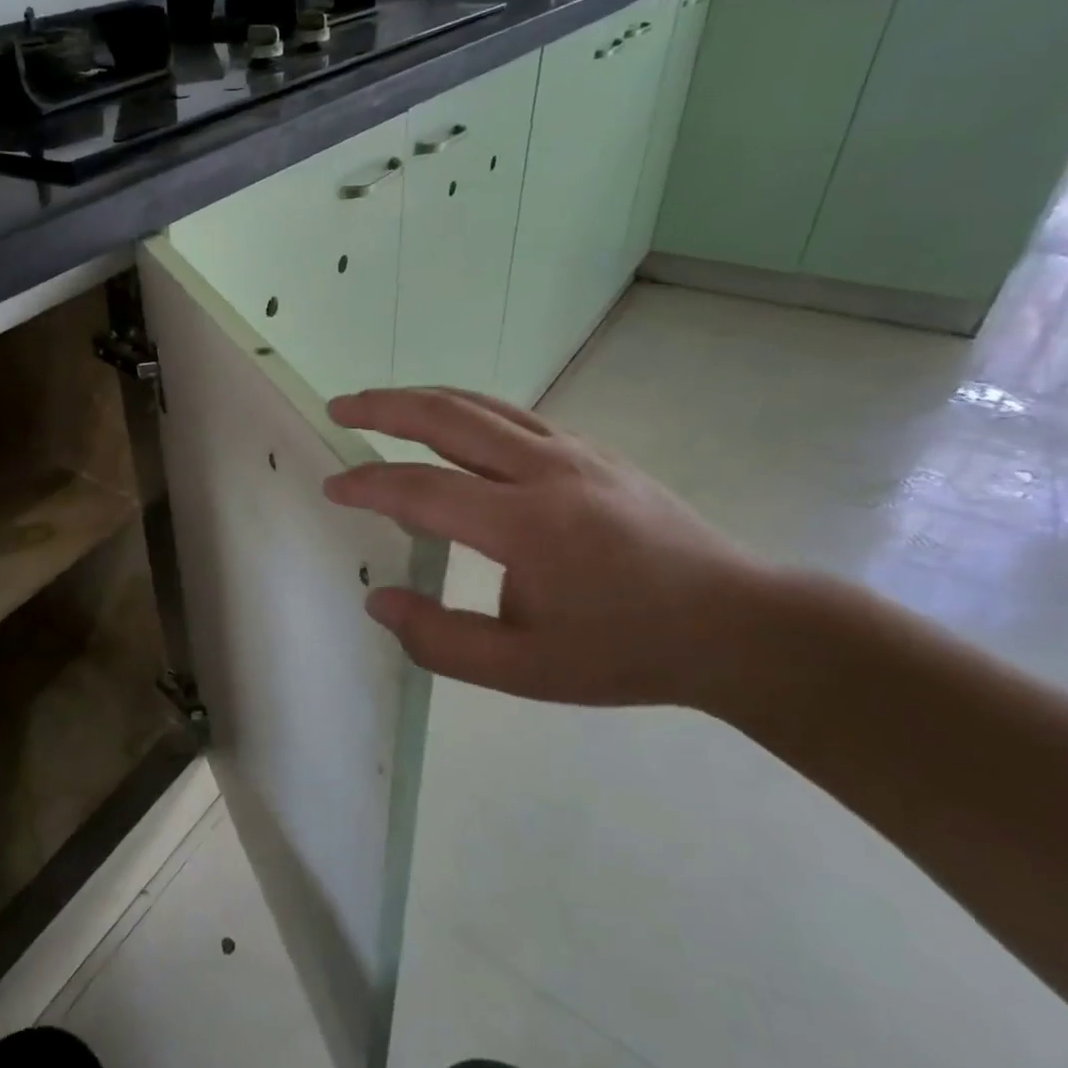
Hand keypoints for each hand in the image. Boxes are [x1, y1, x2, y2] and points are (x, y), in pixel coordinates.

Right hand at [323, 387, 774, 712]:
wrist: (735, 624)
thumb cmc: (627, 651)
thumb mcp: (524, 669)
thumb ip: (440, 639)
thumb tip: (377, 600)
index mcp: (526, 526)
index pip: (422, 490)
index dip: (368, 484)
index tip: (332, 486)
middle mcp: (545, 471)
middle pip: (447, 417)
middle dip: (383, 406)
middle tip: (339, 406)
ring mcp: (573, 451)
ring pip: (481, 404)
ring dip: (422, 397)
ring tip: (381, 402)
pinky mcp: (591, 450)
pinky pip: (512, 416)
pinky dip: (465, 410)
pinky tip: (451, 426)